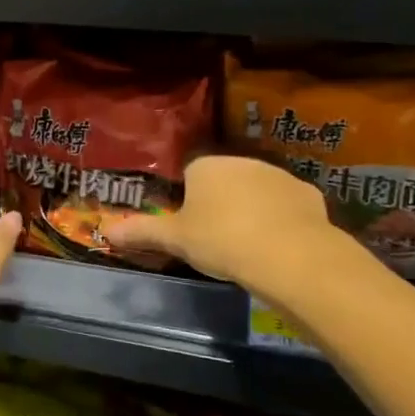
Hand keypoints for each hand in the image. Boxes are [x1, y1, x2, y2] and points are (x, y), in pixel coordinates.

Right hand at [106, 154, 347, 310]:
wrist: (289, 254)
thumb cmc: (221, 240)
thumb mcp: (176, 239)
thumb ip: (142, 232)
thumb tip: (107, 231)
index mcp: (206, 166)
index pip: (190, 173)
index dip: (188, 199)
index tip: (190, 225)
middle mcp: (241, 161)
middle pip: (225, 179)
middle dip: (221, 202)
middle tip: (217, 237)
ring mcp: (278, 175)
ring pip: (258, 190)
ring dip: (253, 208)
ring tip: (249, 244)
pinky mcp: (307, 194)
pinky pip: (287, 205)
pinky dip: (283, 219)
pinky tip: (279, 244)